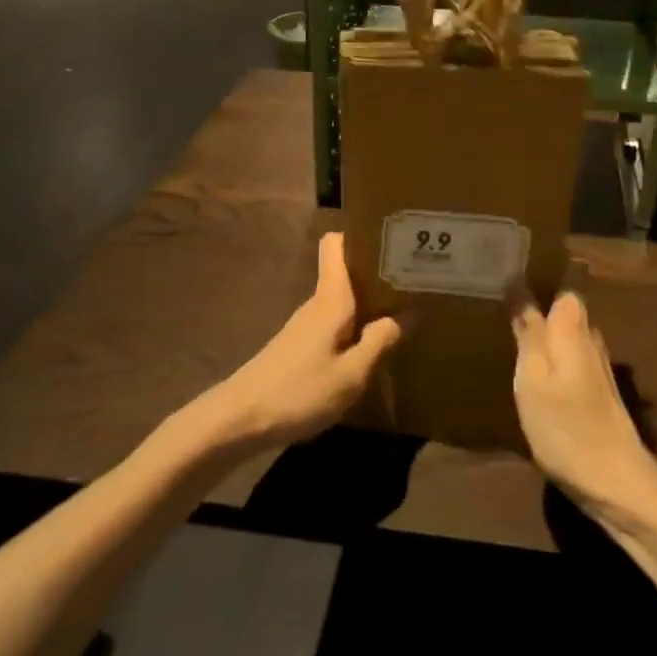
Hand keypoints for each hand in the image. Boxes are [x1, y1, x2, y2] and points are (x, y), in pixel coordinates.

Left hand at [200, 232, 405, 450]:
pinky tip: (373, 345)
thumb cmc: (299, 392)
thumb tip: (410, 311)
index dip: (360, 235)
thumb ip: (380, 341)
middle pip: (346, 271)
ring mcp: (306, 325)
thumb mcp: (351, 374)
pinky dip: (356, 325)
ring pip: (343, 299)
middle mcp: (317, 303)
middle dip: (378, 272)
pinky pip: (335, 322)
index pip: (336, 244)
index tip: (392, 240)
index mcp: (330, 299)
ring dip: (370, 302)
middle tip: (417, 279)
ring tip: (405, 310)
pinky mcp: (300, 346)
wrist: (239, 420)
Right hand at [509, 290, 656, 513]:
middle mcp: (590, 339)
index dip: (538, 279)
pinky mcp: (597, 393)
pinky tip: (532, 372)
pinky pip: (569, 360)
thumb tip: (517, 284)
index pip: (561, 286)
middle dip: (539, 305)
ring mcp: (597, 367)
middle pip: (564, 311)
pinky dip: (552, 359)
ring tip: (509, 335)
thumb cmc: (565, 425)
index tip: (508, 278)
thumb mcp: (533, 376)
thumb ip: (528, 330)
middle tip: (499, 306)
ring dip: (544, 334)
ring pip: (567, 337)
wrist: (614, 481)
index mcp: (573, 327)